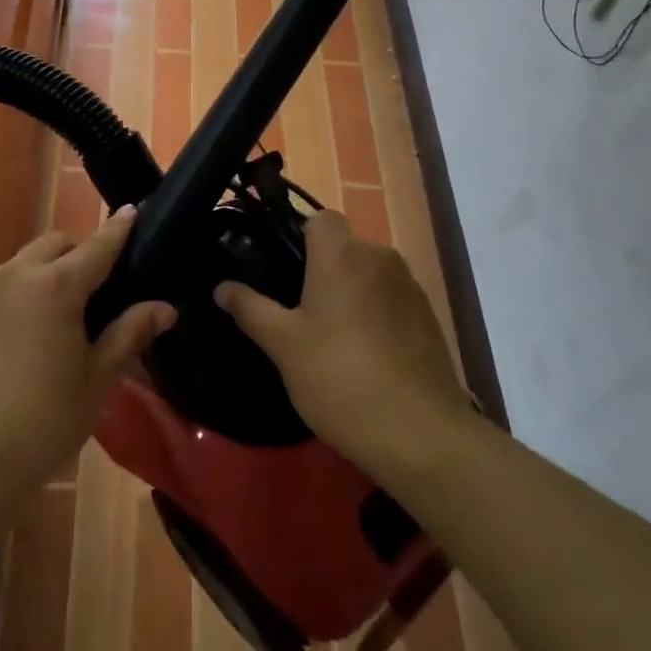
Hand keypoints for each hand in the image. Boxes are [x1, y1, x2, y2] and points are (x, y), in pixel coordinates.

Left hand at [0, 207, 175, 506]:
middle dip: (74, 254)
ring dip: (37, 279)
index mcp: (56, 288)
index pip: (97, 246)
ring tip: (45, 325)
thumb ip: (129, 334)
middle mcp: (12, 278)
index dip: (118, 229)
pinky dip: (4, 307)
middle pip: (52, 245)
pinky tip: (5, 351)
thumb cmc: (44, 423)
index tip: (133, 210)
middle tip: (89, 292)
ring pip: (15, 269)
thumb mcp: (97, 381)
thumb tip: (164, 307)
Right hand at [214, 209, 472, 476]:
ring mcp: (410, 286)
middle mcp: (380, 257)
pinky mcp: (429, 316)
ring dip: (350, 291)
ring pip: (369, 273)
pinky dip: (376, 312)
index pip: (319, 218)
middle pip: (345, 246)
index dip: (299, 236)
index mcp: (343, 254)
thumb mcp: (283, 345)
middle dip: (322, 269)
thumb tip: (221, 287)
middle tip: (297, 310)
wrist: (418, 433)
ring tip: (331, 336)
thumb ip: (250, 308)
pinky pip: (391, 298)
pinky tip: (365, 354)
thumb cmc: (339, 377)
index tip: (282, 270)